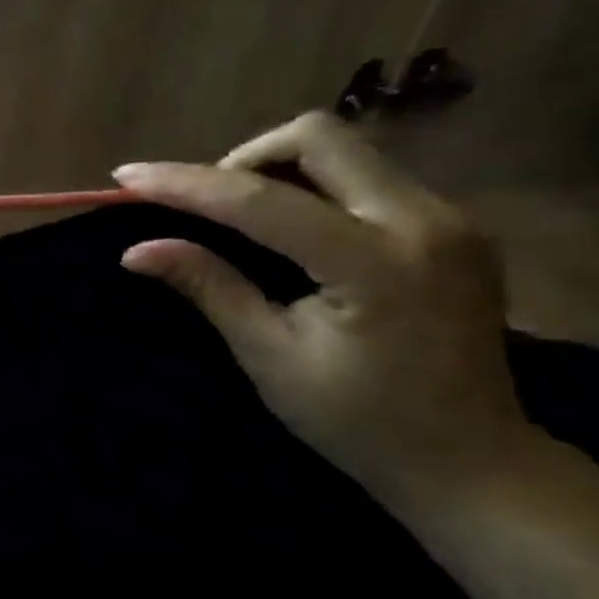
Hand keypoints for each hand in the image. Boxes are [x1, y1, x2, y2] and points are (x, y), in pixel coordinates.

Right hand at [112, 112, 545, 518]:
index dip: (186, 183)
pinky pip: (369, 176)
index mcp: (374, 263)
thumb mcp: (270, 355)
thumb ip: (210, 287)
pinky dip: (314, 187)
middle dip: (243, 159)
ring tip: (239, 217)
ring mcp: (451, 217)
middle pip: (318, 139)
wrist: (471, 460)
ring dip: (279, 169)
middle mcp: (425, 220)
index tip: (127, 176)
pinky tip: (291, 229)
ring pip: (346, 150)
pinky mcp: (456, 225)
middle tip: (204, 205)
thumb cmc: (357, 421)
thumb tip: (137, 250)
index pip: (261, 200)